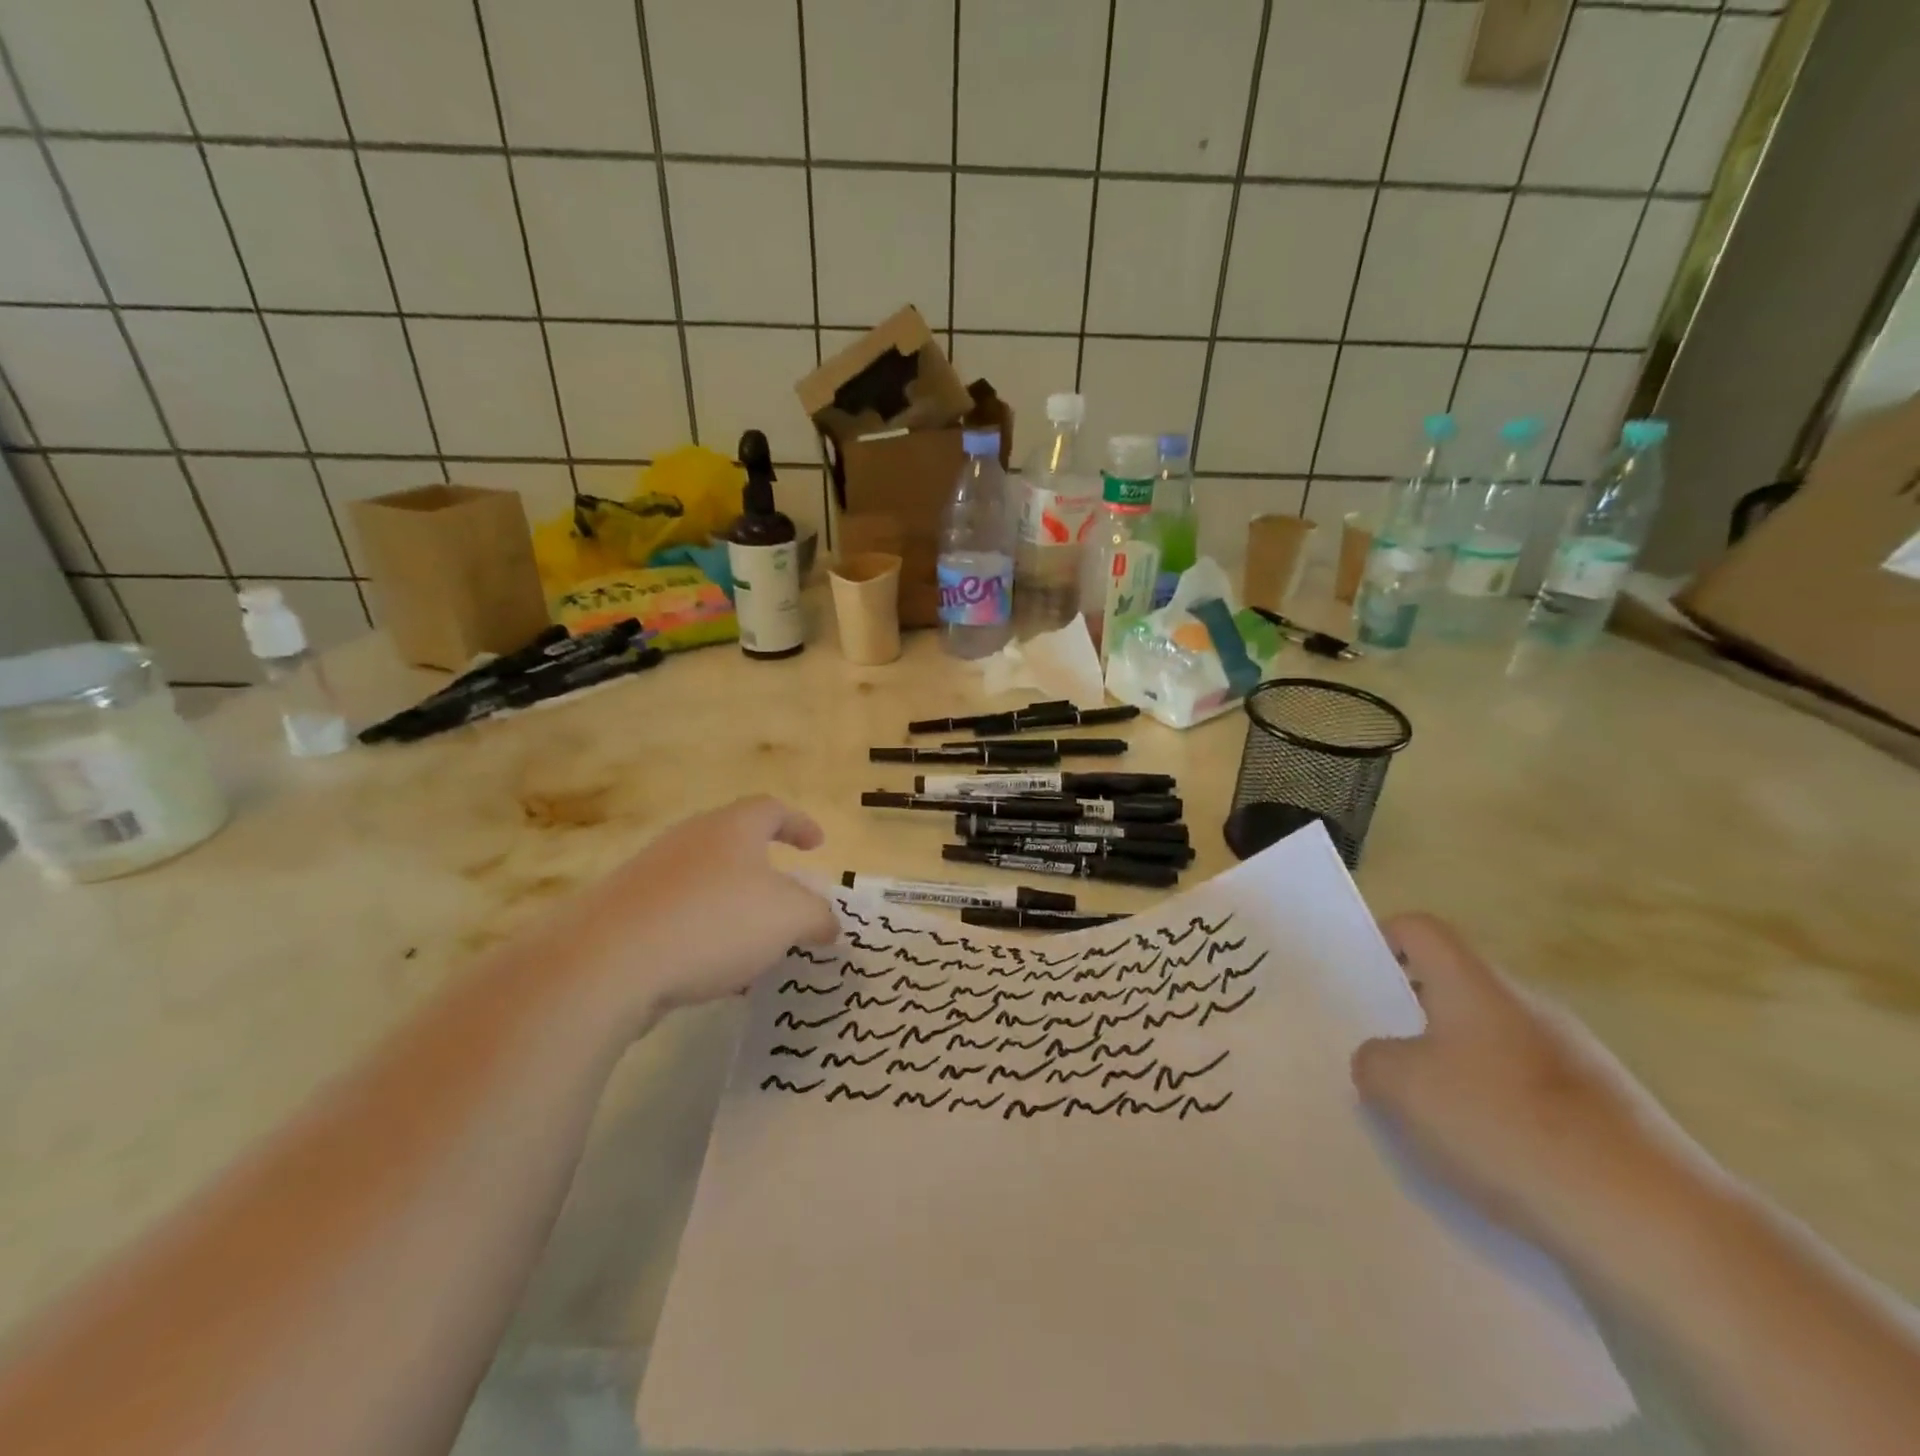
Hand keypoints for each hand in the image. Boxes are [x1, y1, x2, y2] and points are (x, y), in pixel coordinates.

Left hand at [549, 797, 837, 1029]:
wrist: (607, 963)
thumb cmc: (713, 922)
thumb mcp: (788, 918)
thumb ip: (817, 917)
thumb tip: (828, 924)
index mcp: (731, 828)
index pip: (771, 810)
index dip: (799, 824)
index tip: (817, 846)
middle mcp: (689, 841)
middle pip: (736, 846)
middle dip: (766, 874)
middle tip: (789, 900)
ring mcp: (650, 876)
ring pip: (707, 887)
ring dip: (736, 912)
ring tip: (757, 949)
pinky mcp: (624, 914)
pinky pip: (678, 919)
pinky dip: (705, 938)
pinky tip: (715, 978)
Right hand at [1352, 913, 1709, 1268]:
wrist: (1655, 1223)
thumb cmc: (1507, 1127)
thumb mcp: (1402, 1088)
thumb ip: (1373, 1060)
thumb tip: (1385, 1061)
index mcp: (1475, 983)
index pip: (1420, 928)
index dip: (1381, 939)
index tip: (1357, 979)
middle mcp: (1526, 1005)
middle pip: (1453, 987)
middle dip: (1411, 1016)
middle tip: (1378, 1056)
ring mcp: (1574, 1058)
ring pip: (1488, 1042)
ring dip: (1453, 1068)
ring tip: (1427, 1119)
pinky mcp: (1605, 1111)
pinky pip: (1528, 1091)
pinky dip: (1497, 1111)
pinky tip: (1487, 1160)